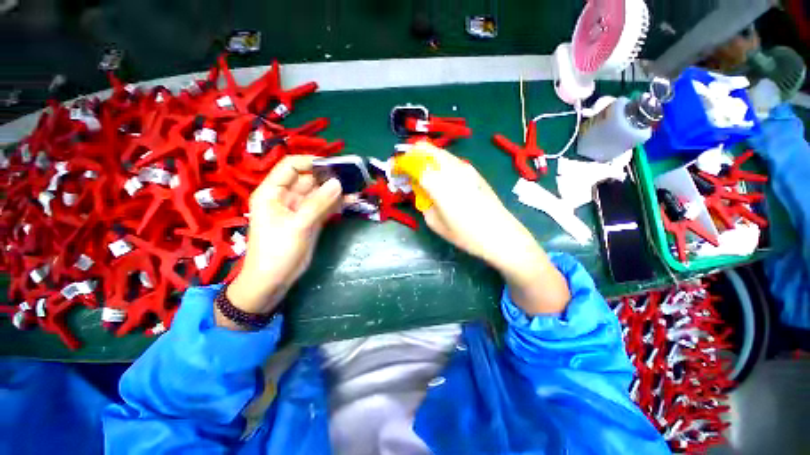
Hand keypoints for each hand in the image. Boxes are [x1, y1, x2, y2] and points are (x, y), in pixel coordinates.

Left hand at [221, 156, 341, 327]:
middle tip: (352, 175)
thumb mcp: (297, 225)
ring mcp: (301, 209)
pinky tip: (353, 200)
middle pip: (309, 179)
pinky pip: (326, 207)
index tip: (333, 165)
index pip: (290, 166)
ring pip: (320, 193)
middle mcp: (287, 197)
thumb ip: (318, 203)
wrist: (274, 280)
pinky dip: (338, 203)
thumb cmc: (277, 251)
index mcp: (273, 192)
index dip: (310, 162)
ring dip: (337, 190)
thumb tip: (338, 183)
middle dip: (329, 176)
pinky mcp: (312, 220)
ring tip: (357, 186)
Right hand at [414, 143, 570, 313]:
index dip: (399, 163)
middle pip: (425, 149)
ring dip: (424, 158)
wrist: (501, 235)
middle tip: (404, 169)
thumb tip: (417, 188)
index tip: (393, 170)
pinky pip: (449, 160)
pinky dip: (436, 163)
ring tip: (418, 173)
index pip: (413, 162)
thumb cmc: (466, 234)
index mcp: (439, 182)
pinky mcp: (473, 171)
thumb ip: (422, 201)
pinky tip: (436, 177)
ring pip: (438, 152)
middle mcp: (452, 168)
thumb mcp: (435, 222)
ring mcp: (465, 167)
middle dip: (410, 155)